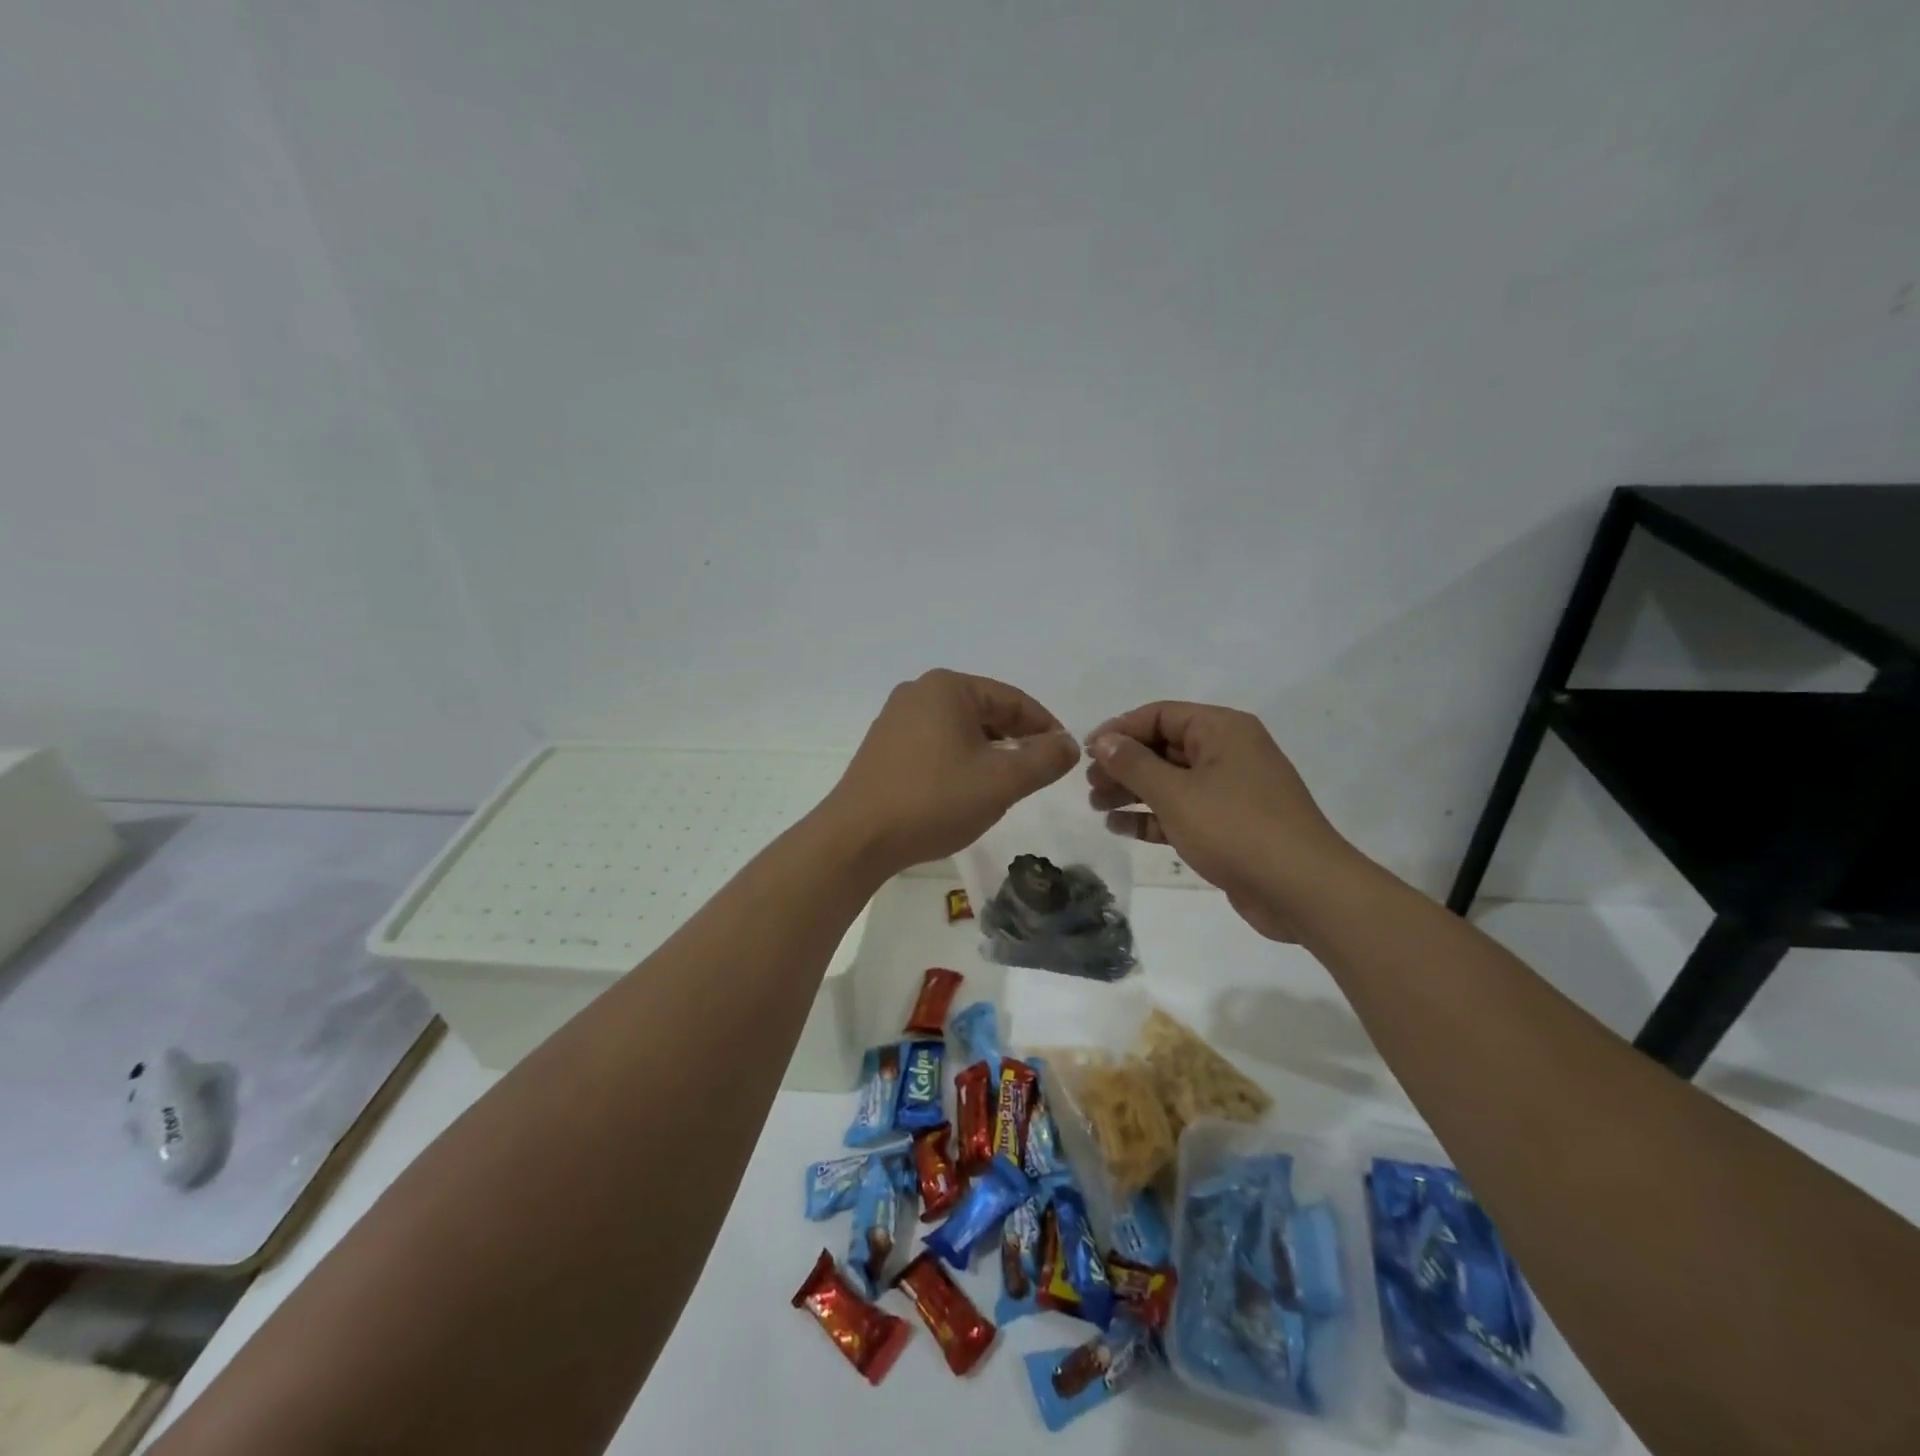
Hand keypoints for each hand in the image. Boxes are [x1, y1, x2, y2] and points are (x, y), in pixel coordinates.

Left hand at [827, 670, 1080, 874]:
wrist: (857, 838)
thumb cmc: (934, 800)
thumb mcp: (1002, 781)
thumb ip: (1044, 759)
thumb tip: (1069, 744)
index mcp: (948, 687)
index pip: (1014, 700)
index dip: (1046, 728)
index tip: (1065, 757)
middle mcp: (919, 692)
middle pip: (986, 712)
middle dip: (1016, 742)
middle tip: (1037, 776)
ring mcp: (896, 719)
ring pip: (961, 730)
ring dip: (989, 754)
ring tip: (1004, 787)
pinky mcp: (884, 747)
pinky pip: (936, 745)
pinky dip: (960, 762)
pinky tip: (965, 791)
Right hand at [1086, 702, 1348, 940]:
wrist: (1302, 891)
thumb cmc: (1236, 829)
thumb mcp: (1176, 793)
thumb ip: (1134, 764)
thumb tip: (1104, 741)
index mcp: (1222, 730)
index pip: (1160, 715)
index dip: (1119, 730)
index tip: (1086, 753)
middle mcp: (1227, 753)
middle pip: (1163, 747)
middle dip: (1123, 764)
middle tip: (1089, 786)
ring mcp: (1230, 791)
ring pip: (1170, 781)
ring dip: (1133, 792)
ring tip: (1096, 807)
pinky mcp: (1229, 826)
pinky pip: (1183, 811)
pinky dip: (1153, 817)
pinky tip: (1121, 828)